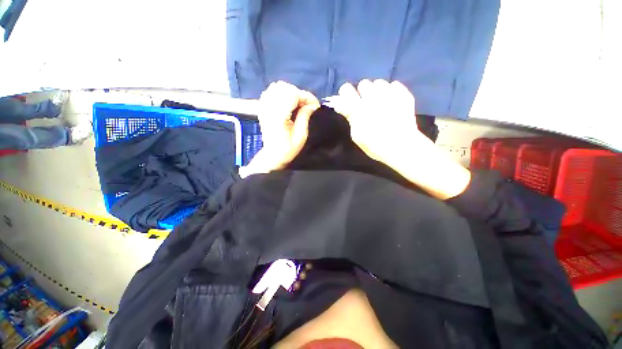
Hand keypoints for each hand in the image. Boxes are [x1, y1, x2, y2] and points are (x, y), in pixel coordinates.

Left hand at [239, 81, 319, 177]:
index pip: (293, 95)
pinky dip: (280, 93)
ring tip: (298, 103)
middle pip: (285, 88)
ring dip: (290, 92)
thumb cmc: (288, 149)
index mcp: (279, 116)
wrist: (273, 155)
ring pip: (277, 87)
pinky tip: (287, 102)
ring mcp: (264, 107)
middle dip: (299, 94)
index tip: (315, 104)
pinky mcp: (262, 108)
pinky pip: (270, 91)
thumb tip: (313, 105)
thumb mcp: (300, 136)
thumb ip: (305, 117)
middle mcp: (269, 108)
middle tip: (307, 105)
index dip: (306, 97)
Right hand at [325, 79, 428, 165]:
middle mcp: (373, 96)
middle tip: (366, 105)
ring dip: (377, 91)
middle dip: (363, 93)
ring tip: (381, 104)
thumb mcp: (356, 135)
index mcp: (358, 107)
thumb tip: (341, 104)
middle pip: (363, 83)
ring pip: (379, 83)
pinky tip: (393, 103)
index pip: (346, 89)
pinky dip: (391, 92)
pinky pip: (394, 85)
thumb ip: (349, 117)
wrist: (401, 146)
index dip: (346, 93)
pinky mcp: (403, 94)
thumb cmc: (374, 144)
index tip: (348, 100)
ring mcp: (390, 93)